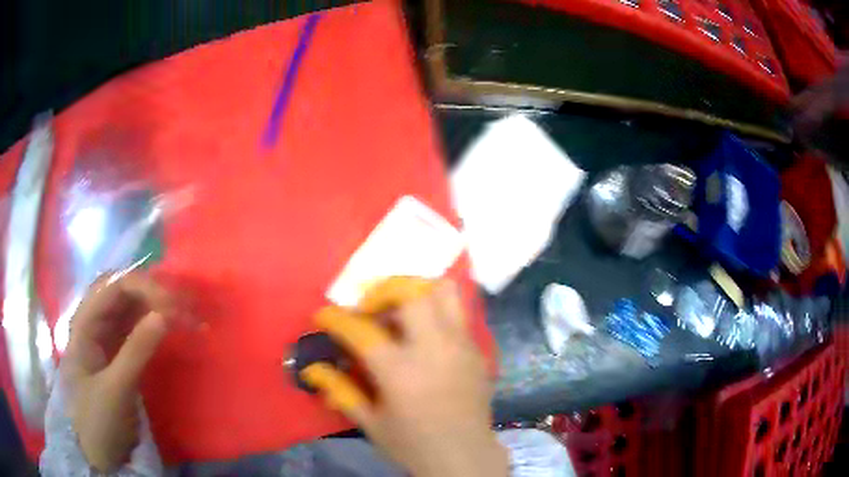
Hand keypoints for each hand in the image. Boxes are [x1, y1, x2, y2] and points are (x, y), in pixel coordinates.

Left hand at [60, 271, 175, 471]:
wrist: (97, 452)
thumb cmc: (98, 420)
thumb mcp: (116, 389)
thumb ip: (136, 351)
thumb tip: (165, 315)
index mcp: (84, 323)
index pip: (114, 287)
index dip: (144, 289)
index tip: (174, 308)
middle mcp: (94, 321)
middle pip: (123, 290)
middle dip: (152, 292)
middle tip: (183, 307)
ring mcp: (105, 336)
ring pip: (131, 306)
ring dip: (156, 305)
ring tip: (185, 314)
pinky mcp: (117, 351)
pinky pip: (136, 327)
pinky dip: (155, 323)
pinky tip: (171, 327)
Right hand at [301, 278, 507, 476]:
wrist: (465, 458)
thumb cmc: (414, 445)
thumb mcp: (371, 423)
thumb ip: (341, 391)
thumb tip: (312, 369)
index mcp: (401, 372)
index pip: (362, 330)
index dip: (335, 318)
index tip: (322, 315)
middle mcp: (434, 349)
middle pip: (410, 292)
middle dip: (381, 291)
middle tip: (367, 309)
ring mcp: (461, 345)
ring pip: (443, 290)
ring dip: (415, 290)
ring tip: (398, 309)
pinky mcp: (476, 349)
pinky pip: (458, 311)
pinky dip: (435, 308)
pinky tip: (422, 331)